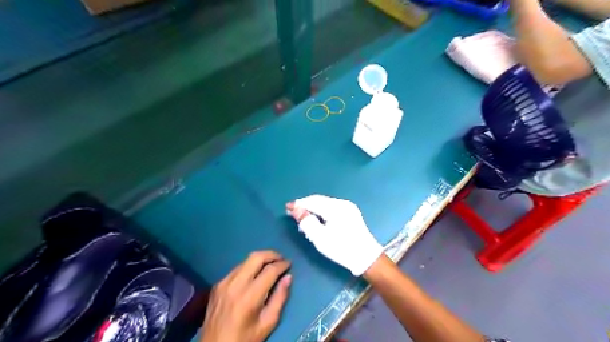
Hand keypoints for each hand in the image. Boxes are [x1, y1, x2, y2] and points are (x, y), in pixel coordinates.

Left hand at [200, 251, 290, 341]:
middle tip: (281, 259)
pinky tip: (254, 275)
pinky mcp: (217, 284)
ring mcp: (224, 282)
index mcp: (249, 296)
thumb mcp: (267, 323)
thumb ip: (280, 298)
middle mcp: (235, 284)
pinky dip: (248, 268)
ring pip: (245, 261)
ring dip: (260, 260)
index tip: (289, 264)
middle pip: (256, 257)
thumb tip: (288, 277)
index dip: (282, 264)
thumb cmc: (245, 338)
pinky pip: (236, 269)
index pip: (269, 270)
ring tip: (270, 265)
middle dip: (271, 254)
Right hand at [285, 194, 379, 275]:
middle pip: (319, 200)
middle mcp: (342, 203)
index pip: (312, 201)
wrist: (366, 257)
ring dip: (313, 209)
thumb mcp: (320, 238)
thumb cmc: (342, 249)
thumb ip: (306, 222)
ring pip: (325, 203)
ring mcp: (348, 207)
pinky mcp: (351, 212)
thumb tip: (295, 210)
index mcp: (335, 208)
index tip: (287, 207)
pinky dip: (322, 211)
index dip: (299, 204)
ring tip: (303, 219)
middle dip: (305, 206)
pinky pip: (332, 207)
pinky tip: (317, 220)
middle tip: (293, 213)